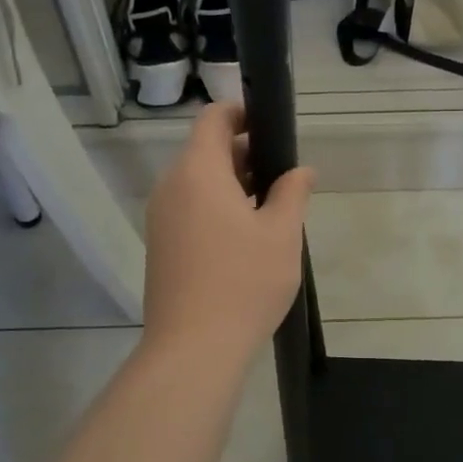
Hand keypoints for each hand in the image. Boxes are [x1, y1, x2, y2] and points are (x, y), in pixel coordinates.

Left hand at [142, 103, 314, 372]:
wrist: (193, 348)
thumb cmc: (243, 282)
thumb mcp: (281, 233)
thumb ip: (292, 192)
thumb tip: (301, 171)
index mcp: (198, 172)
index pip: (213, 118)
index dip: (241, 113)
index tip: (271, 126)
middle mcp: (171, 187)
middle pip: (205, 150)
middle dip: (244, 153)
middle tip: (282, 176)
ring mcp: (161, 218)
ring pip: (198, 183)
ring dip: (232, 184)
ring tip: (270, 209)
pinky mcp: (160, 246)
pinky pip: (189, 209)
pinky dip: (216, 207)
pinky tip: (245, 238)